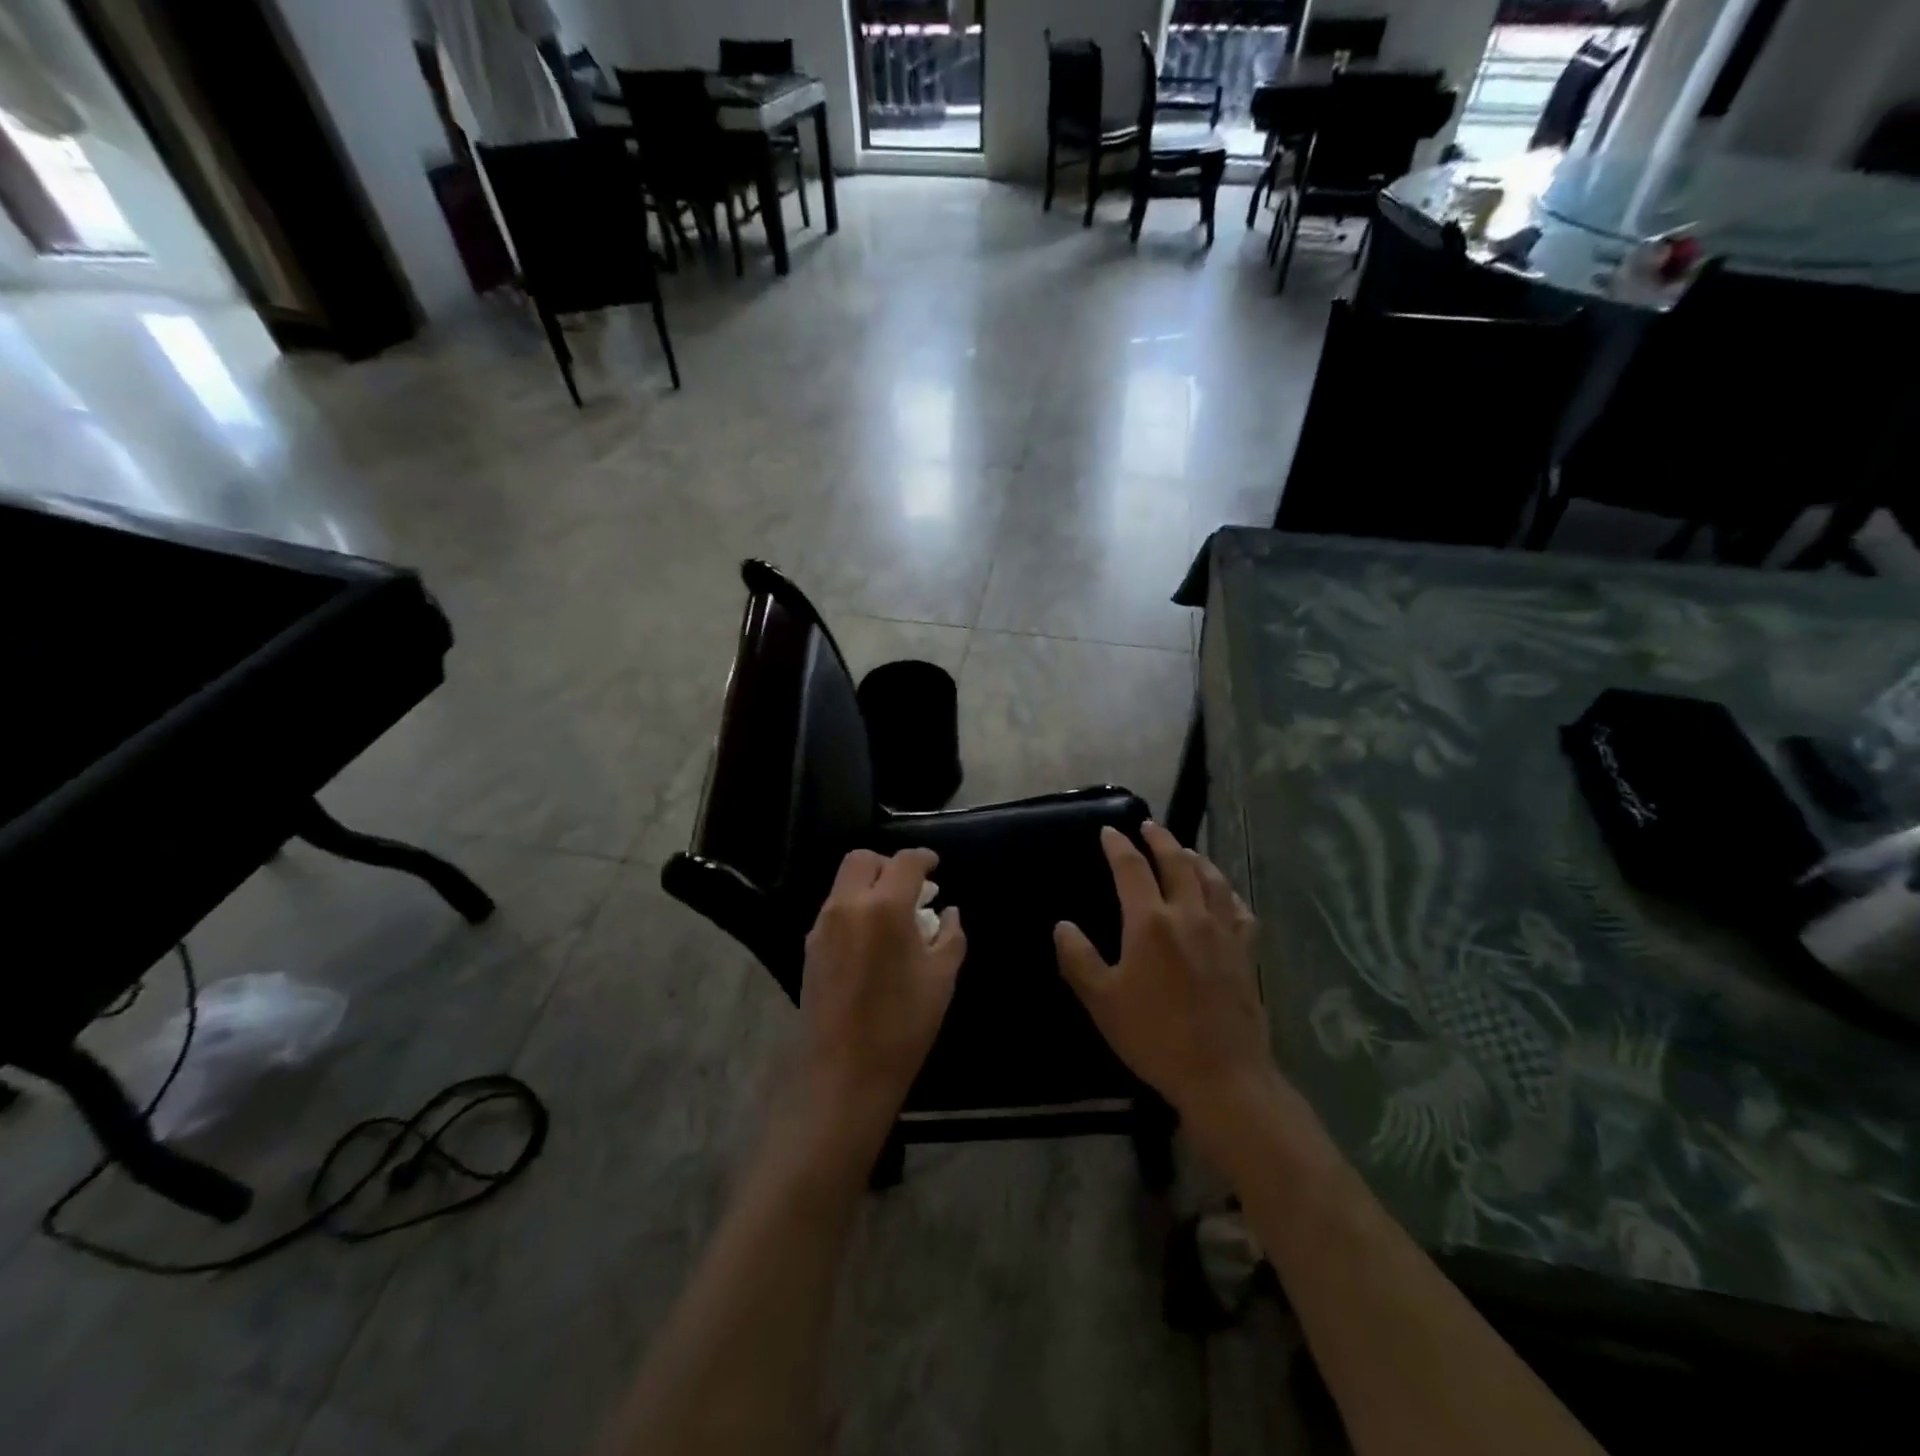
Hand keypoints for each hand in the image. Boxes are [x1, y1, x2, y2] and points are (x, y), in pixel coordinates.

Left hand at [799, 848, 964, 1145]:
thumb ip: (950, 935)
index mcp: (884, 907)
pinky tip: (872, 939)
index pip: (905, 862)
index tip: (935, 866)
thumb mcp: (942, 977)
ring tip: (893, 915)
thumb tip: (948, 912)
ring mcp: (823, 926)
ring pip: (844, 883)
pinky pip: (834, 910)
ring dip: (870, 886)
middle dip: (889, 864)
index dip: (924, 858)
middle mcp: (847, 906)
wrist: (847, 1073)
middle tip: (911, 887)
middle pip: (863, 860)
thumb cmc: (904, 1024)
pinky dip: (855, 908)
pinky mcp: (810, 947)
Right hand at [1054, 823, 1279, 1154]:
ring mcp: (1222, 931)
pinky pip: (1238, 908)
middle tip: (1149, 826)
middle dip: (1160, 840)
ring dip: (1195, 858)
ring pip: (1211, 879)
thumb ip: (1078, 958)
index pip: (1131, 869)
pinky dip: (1227, 891)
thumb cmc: (1154, 1036)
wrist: (1222, 1075)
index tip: (1109, 831)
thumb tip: (1063, 926)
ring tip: (1185, 850)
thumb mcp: (1101, 1000)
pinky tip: (1224, 894)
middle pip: (1176, 862)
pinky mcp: (1245, 951)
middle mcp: (1188, 914)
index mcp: (1150, 922)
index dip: (1118, 846)